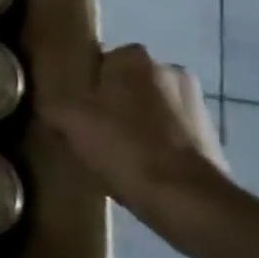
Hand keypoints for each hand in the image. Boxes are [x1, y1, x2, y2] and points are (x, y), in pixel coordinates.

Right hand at [40, 44, 226, 217]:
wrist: (186, 199)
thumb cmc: (124, 146)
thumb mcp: (70, 122)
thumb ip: (53, 106)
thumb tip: (46, 105)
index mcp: (135, 59)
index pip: (103, 58)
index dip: (87, 81)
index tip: (75, 104)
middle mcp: (169, 71)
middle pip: (129, 83)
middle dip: (114, 100)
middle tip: (91, 127)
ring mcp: (196, 104)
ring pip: (152, 107)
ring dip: (138, 122)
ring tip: (116, 151)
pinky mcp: (211, 136)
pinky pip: (172, 132)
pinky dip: (158, 143)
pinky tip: (141, 166)